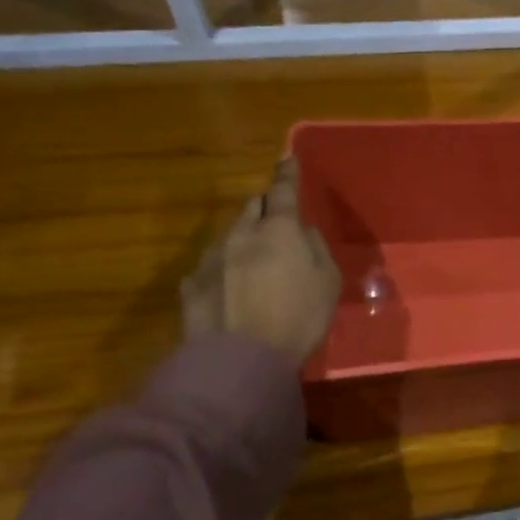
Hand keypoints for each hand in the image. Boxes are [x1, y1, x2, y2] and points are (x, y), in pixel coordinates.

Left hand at [182, 156, 340, 363]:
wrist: (240, 360)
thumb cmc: (298, 318)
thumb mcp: (328, 283)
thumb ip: (316, 250)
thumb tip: (303, 234)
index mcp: (279, 231)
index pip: (283, 191)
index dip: (287, 174)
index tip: (287, 159)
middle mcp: (241, 236)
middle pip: (252, 208)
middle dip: (265, 208)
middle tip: (277, 221)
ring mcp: (211, 260)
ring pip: (229, 236)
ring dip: (244, 240)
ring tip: (255, 263)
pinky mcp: (191, 286)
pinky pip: (211, 267)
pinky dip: (224, 270)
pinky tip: (231, 290)